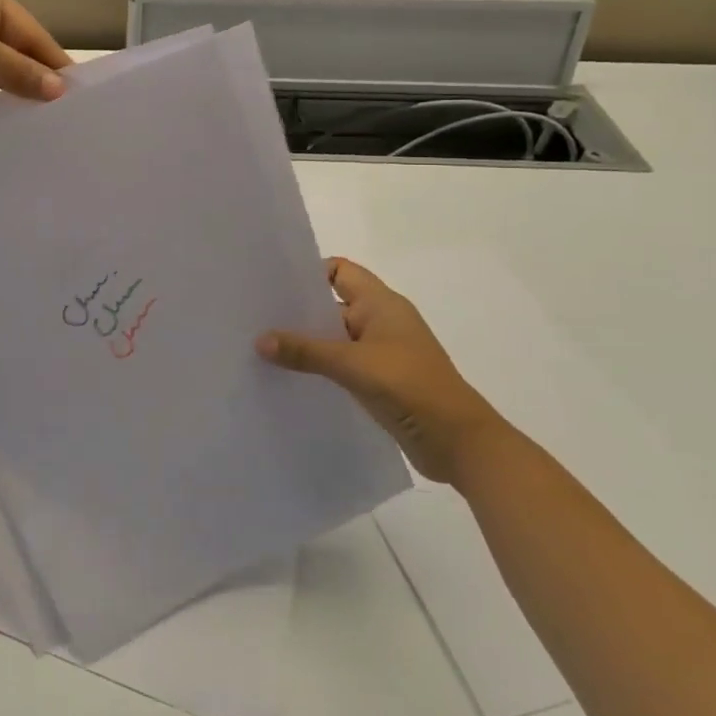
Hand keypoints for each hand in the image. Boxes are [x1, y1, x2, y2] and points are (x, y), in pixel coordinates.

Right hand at [256, 258, 509, 483]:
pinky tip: (290, 376)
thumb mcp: (353, 365)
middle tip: (256, 316)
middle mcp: (380, 321)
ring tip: (263, 347)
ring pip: (334, 336)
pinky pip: (340, 363)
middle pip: (332, 303)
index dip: (309, 273)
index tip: (273, 286)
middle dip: (298, 310)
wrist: (460, 444)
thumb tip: (259, 340)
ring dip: (306, 342)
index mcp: (381, 304)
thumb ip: (305, 351)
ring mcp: (381, 352)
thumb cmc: (411, 387)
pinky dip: (318, 366)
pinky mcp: (379, 380)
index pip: (339, 271)